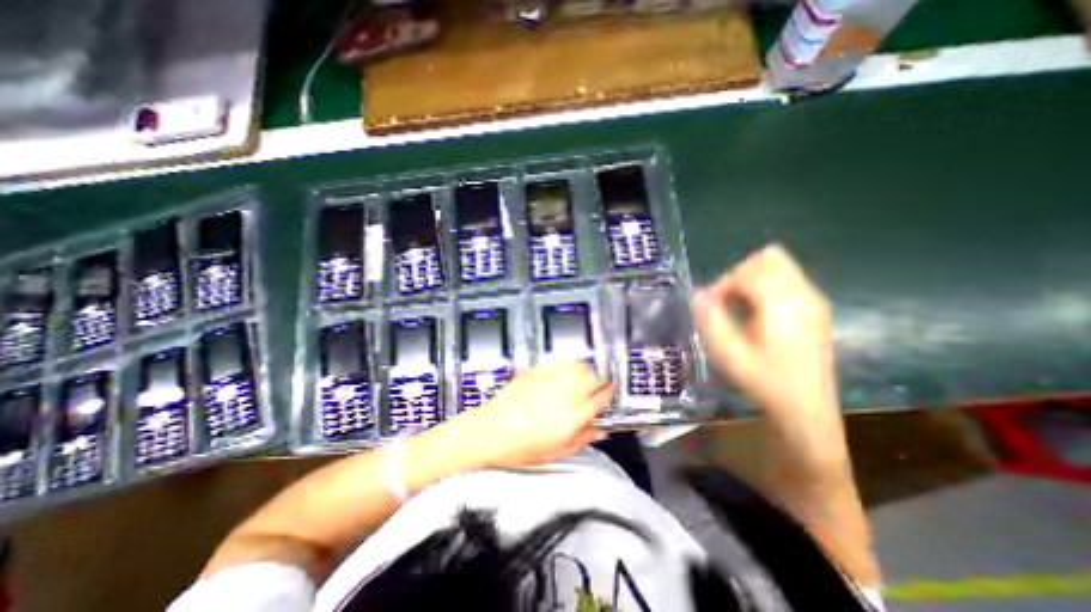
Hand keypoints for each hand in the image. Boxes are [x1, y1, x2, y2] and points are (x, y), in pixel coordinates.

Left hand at [443, 361, 610, 470]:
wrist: (488, 432)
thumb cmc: (517, 446)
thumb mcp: (555, 451)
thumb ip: (582, 438)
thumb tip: (599, 431)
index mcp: (571, 418)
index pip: (601, 400)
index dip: (609, 395)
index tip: (609, 394)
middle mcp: (563, 396)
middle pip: (593, 378)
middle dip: (600, 381)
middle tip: (597, 387)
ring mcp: (549, 382)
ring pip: (578, 366)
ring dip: (584, 371)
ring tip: (580, 379)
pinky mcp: (536, 372)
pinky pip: (558, 363)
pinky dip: (565, 366)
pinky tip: (562, 373)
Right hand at [694, 243, 846, 477]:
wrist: (807, 411)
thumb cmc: (764, 383)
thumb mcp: (728, 355)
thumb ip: (710, 319)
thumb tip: (698, 294)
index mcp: (782, 305)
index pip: (747, 271)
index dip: (722, 284)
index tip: (711, 308)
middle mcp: (803, 295)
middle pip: (767, 258)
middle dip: (738, 275)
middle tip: (726, 303)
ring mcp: (813, 300)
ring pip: (778, 266)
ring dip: (751, 279)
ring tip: (740, 308)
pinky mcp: (816, 308)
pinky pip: (787, 279)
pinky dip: (765, 287)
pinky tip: (758, 314)